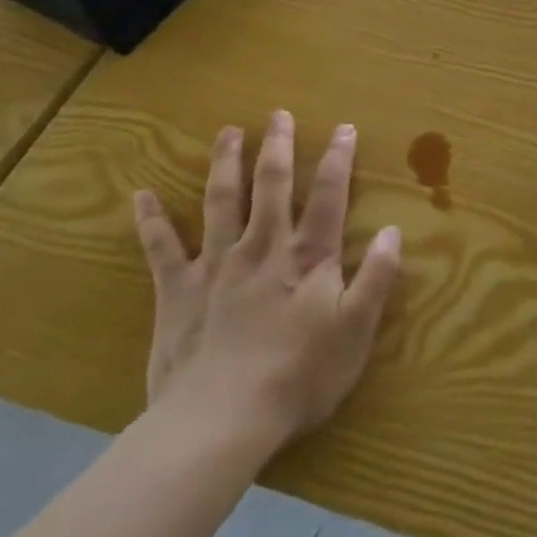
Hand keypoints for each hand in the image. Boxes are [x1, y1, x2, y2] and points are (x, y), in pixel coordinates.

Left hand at [132, 113, 402, 469]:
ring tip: (227, 132)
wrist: (219, 422)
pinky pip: (161, 249)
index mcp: (306, 258)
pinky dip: (151, 221)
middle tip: (277, 114)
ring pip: (221, 202)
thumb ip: (376, 278)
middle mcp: (262, 248)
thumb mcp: (355, 332)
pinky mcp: (177, 292)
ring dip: (225, 164)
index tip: (343, 128)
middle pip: (271, 186)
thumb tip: (395, 231)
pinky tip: (141, 195)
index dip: (337, 159)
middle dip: (276, 147)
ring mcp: (216, 266)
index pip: (327, 196)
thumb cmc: (298, 378)